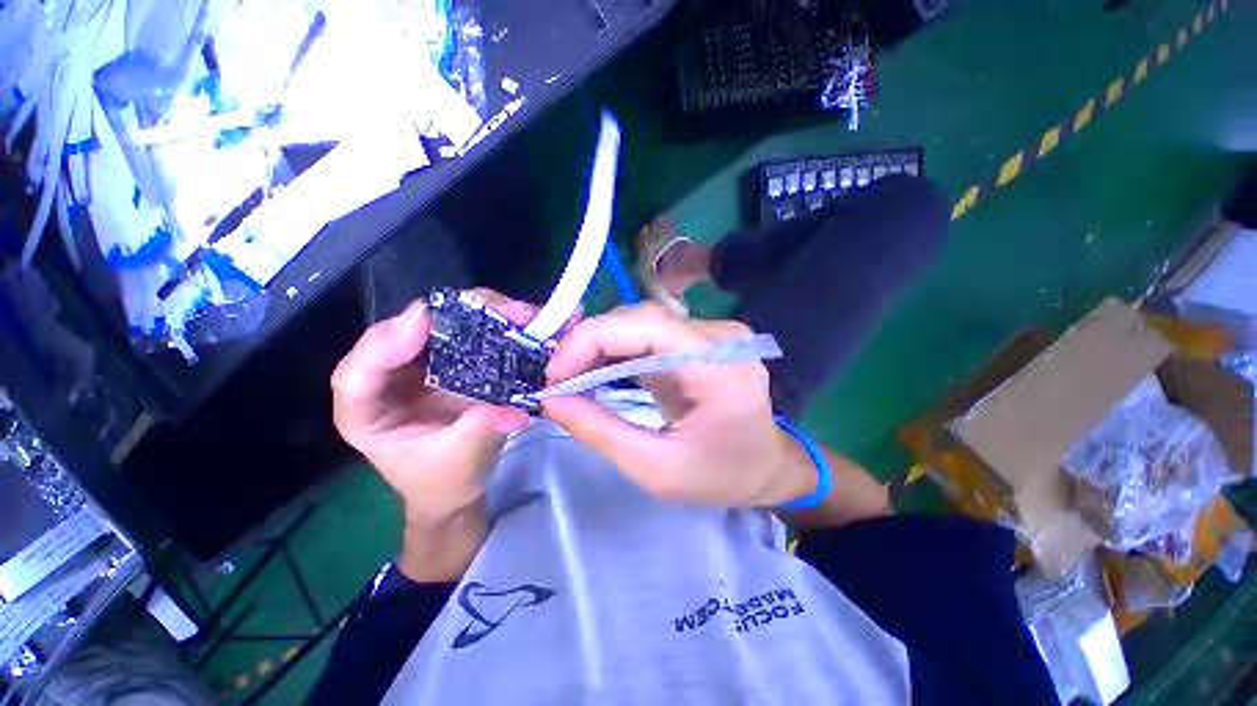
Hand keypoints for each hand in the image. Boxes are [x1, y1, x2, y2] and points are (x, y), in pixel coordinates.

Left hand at [331, 289, 537, 579]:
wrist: (457, 485)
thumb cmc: (444, 481)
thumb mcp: (460, 461)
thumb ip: (480, 431)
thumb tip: (515, 412)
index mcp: (368, 412)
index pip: (358, 374)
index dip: (385, 343)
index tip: (423, 322)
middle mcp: (391, 378)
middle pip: (405, 332)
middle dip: (449, 314)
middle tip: (492, 308)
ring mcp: (424, 366)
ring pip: (442, 325)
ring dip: (479, 312)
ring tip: (515, 312)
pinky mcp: (453, 362)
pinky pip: (469, 334)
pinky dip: (495, 324)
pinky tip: (519, 321)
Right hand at [542, 304, 816, 507]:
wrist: (766, 467)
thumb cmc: (721, 476)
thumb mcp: (656, 468)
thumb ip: (600, 431)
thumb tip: (551, 400)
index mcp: (719, 366)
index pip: (647, 326)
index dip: (591, 340)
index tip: (556, 375)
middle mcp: (720, 336)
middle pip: (641, 318)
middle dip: (590, 342)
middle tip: (558, 377)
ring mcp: (713, 333)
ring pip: (642, 322)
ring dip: (601, 344)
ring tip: (572, 375)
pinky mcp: (701, 339)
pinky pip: (651, 333)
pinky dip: (619, 348)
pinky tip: (599, 369)